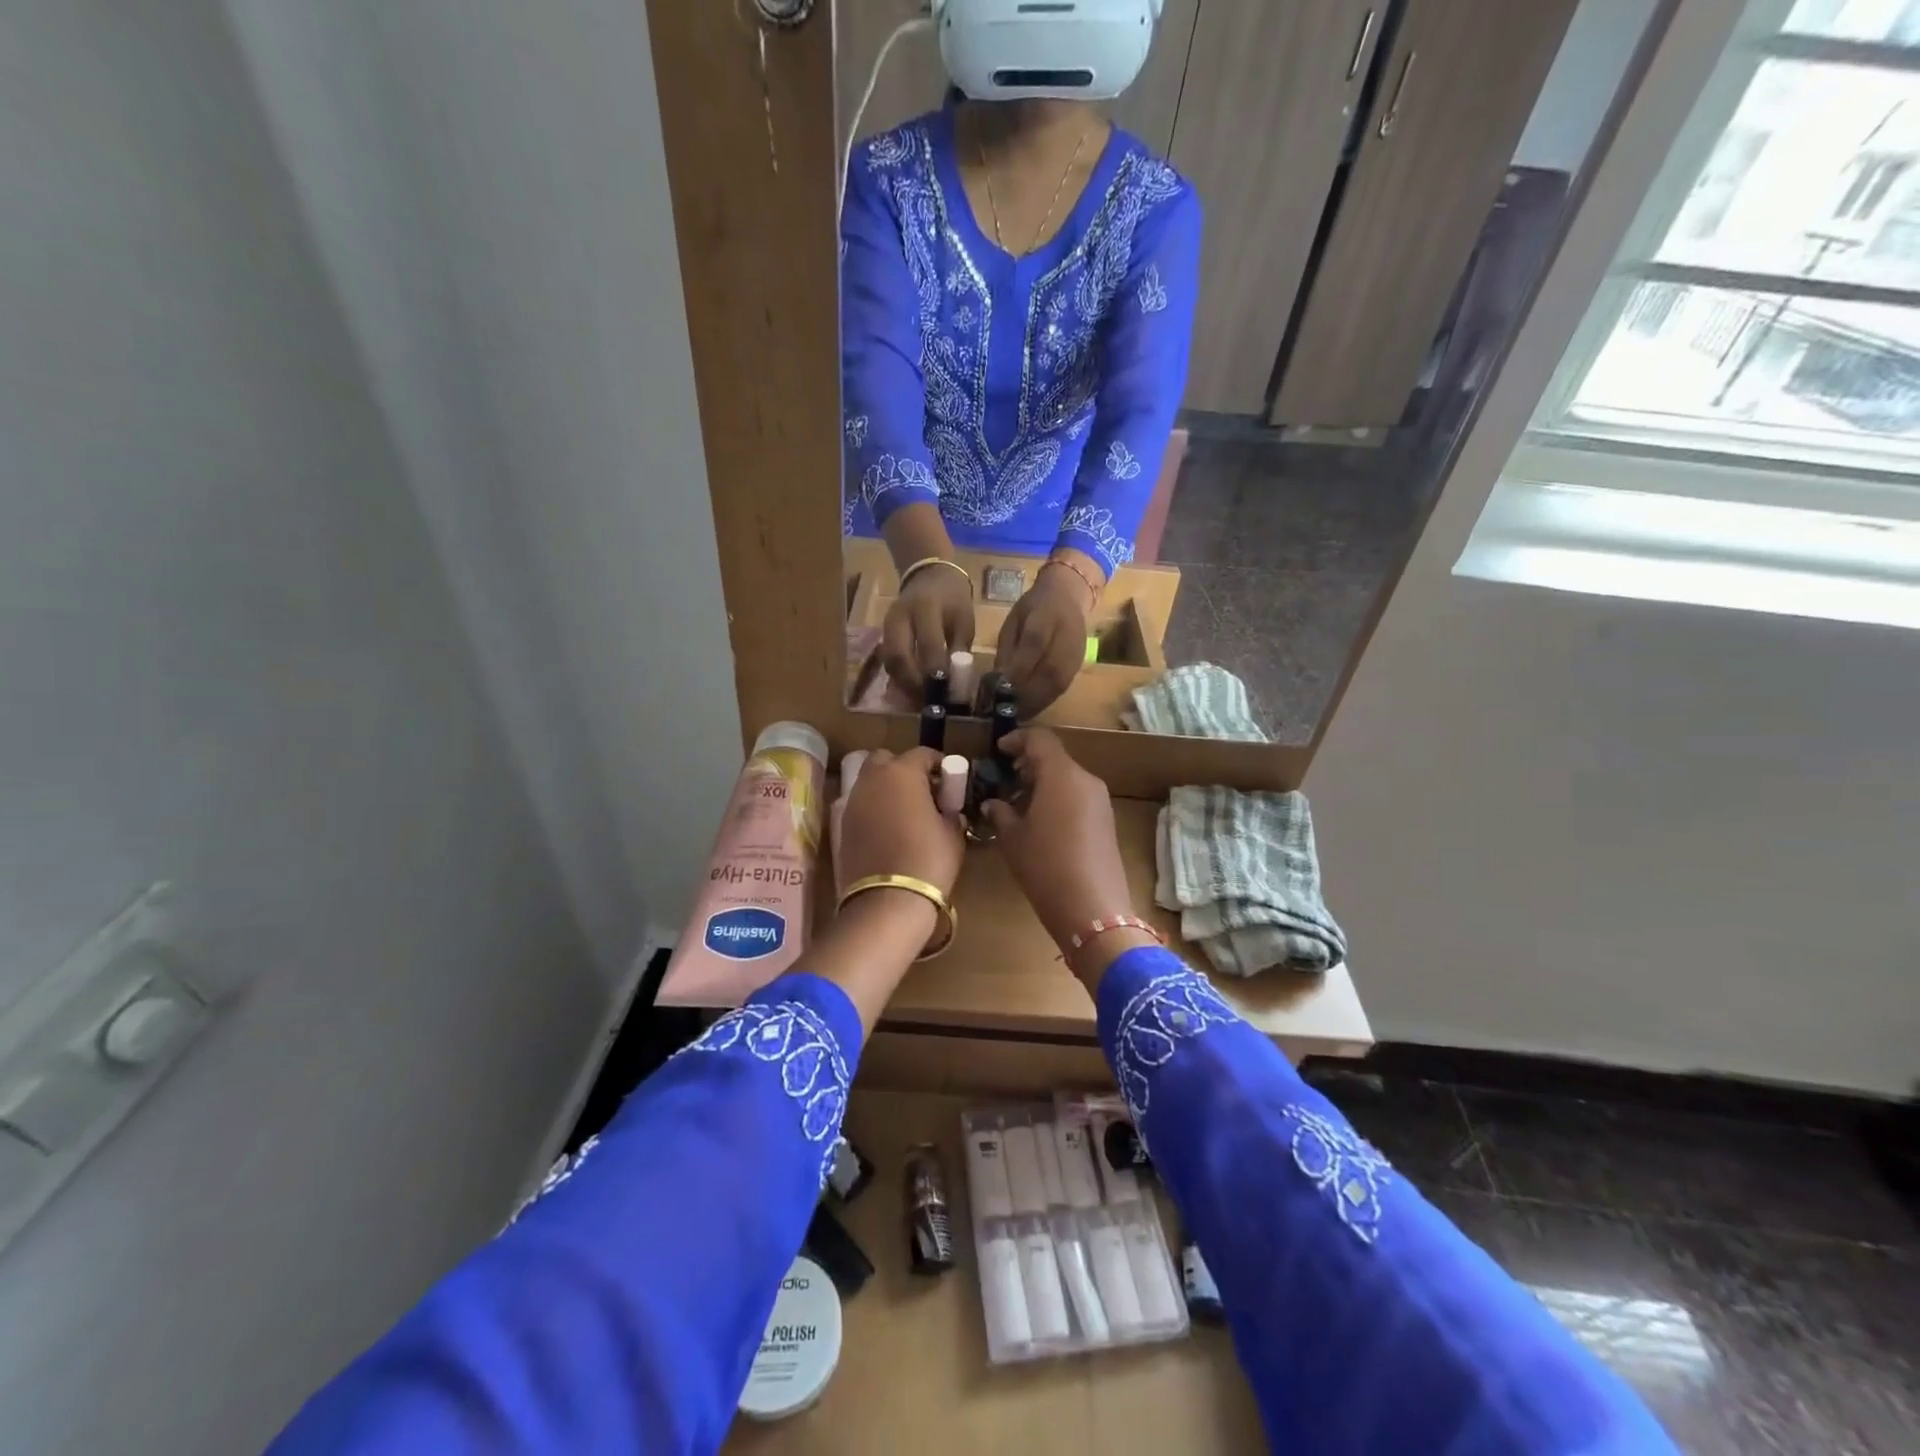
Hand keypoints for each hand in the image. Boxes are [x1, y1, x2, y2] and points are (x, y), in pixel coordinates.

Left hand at [814, 747, 965, 1032]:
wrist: (887, 902)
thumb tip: (947, 810)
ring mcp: (851, 802)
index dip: (938, 764)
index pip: (922, 754)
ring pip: (868, 781)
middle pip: (885, 760)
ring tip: (904, 812)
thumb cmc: (928, 861)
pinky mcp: (840, 826)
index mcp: (902, 773)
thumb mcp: (952, 834)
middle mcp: (872, 780)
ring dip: (885, 789)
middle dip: (902, 769)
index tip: (948, 780)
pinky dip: (872, 809)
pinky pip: (859, 806)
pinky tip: (887, 830)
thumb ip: (950, 813)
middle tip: (922, 791)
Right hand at [882, 566, 974, 700]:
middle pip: (898, 656)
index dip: (936, 672)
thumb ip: (959, 650)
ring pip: (889, 661)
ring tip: (920, 699)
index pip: (928, 644)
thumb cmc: (952, 599)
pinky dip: (898, 678)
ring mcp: (887, 625)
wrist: (928, 575)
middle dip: (912, 683)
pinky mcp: (882, 634)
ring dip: (903, 684)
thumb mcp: (964, 620)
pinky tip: (911, 690)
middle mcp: (900, 616)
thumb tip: (956, 685)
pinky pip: (887, 660)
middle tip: (928, 701)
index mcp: (926, 607)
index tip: (946, 692)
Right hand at [983, 729, 1150, 985]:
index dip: (1017, 739)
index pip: (1040, 739)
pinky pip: (1078, 796)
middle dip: (1028, 764)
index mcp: (1061, 775)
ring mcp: (1100, 801)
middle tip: (1004, 779)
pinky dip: (1057, 798)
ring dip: (1043, 783)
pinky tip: (1040, 822)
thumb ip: (1000, 813)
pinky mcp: (1106, 821)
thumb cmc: (1045, 867)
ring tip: (1018, 804)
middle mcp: (1085, 780)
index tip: (999, 751)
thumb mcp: (1013, 839)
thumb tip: (993, 803)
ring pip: (1067, 778)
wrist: (1093, 909)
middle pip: (1055, 758)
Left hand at [994, 561, 1093, 715]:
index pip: (1033, 644)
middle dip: (1026, 694)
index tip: (999, 689)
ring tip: (1016, 715)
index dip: (1018, 669)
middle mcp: (1065, 635)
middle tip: (1006, 710)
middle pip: (1049, 670)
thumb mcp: (1013, 621)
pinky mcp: (1079, 664)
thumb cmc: (1033, 608)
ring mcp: (1076, 652)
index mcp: (1045, 615)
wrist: (1067, 596)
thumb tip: (997, 682)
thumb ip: (1008, 650)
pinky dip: (1046, 700)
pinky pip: (1063, 687)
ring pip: (1058, 683)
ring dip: (1036, 702)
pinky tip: (1031, 709)